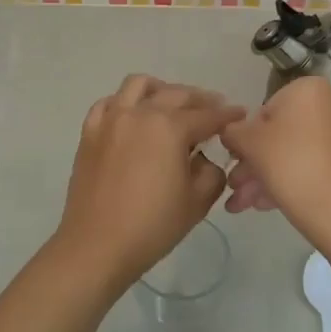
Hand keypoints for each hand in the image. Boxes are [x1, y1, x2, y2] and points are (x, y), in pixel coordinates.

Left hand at [52, 75, 243, 290]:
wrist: (97, 245)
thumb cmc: (153, 226)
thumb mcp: (198, 201)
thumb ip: (211, 171)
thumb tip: (203, 158)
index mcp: (170, 128)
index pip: (207, 115)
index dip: (227, 115)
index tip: (240, 114)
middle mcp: (140, 113)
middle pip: (176, 94)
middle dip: (200, 100)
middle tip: (213, 109)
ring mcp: (111, 119)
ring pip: (139, 85)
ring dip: (162, 90)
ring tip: (172, 105)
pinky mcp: (90, 132)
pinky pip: (110, 103)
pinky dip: (126, 103)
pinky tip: (134, 116)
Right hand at [220, 76, 330, 235]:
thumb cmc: (289, 162)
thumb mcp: (248, 142)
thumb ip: (232, 131)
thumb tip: (230, 132)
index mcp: (309, 88)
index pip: (265, 109)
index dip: (245, 137)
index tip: (234, 160)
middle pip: (280, 134)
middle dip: (253, 163)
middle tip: (234, 185)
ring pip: (292, 153)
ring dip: (263, 176)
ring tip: (241, 204)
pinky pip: (309, 165)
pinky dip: (287, 180)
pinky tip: (264, 204)